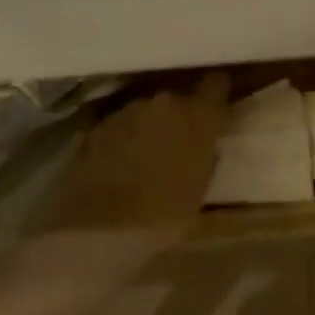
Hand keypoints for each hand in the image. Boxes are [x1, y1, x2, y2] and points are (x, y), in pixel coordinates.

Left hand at [44, 73, 230, 237]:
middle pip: (177, 100)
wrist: (98, 229)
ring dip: (149, 127)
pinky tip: (119, 163)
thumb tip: (205, 147)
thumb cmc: (162, 218)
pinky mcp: (98, 123)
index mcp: (197, 116)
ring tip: (145, 157)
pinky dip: (123, 138)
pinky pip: (120, 125)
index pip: (216, 85)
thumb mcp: (199, 192)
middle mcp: (164, 102)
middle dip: (179, 117)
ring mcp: (127, 110)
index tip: (216, 109)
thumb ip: (205, 158)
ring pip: (147, 111)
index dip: (216, 95)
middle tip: (178, 144)